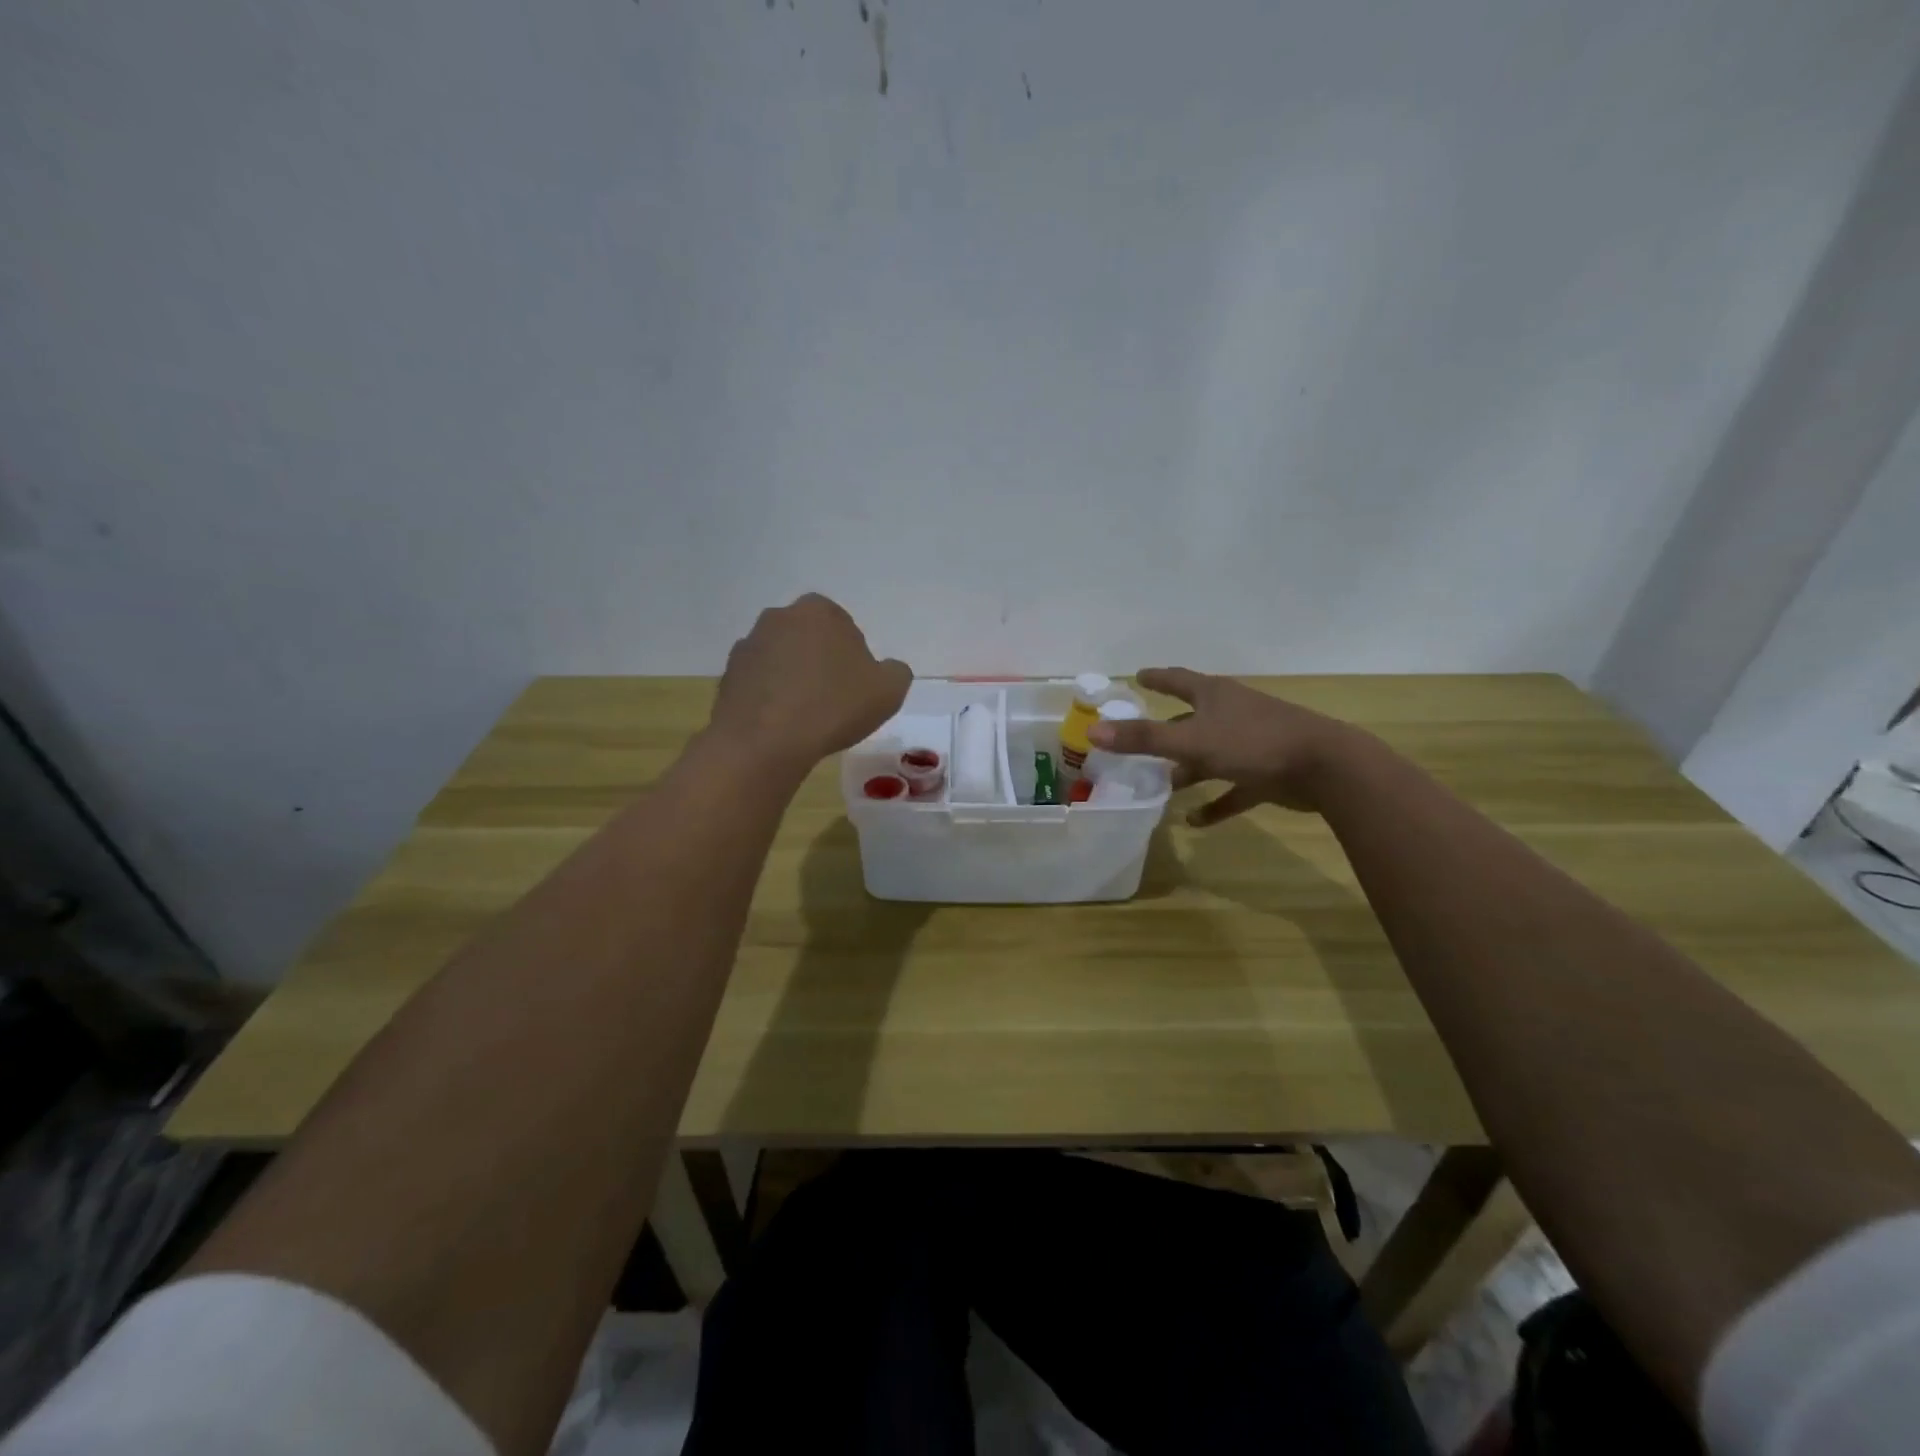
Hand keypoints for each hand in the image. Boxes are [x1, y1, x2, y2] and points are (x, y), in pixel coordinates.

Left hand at [711, 594, 911, 768]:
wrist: (765, 742)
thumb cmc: (833, 707)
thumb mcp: (890, 690)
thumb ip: (895, 671)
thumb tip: (884, 670)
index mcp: (819, 610)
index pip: (846, 628)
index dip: (855, 660)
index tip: (856, 688)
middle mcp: (778, 617)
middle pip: (811, 640)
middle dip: (822, 664)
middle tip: (834, 701)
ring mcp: (748, 645)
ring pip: (783, 660)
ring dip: (794, 680)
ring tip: (806, 717)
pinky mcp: (728, 675)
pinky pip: (760, 683)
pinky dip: (771, 698)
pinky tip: (781, 725)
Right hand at [1087, 668, 1369, 824]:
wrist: (1326, 768)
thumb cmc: (1253, 743)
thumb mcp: (1191, 741)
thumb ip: (1143, 738)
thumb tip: (1093, 731)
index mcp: (1214, 696)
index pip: (1177, 680)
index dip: (1156, 678)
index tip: (1137, 677)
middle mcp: (1231, 714)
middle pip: (1191, 719)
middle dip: (1166, 730)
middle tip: (1139, 742)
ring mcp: (1251, 743)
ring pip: (1210, 755)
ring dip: (1187, 770)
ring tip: (1161, 785)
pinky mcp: (1266, 773)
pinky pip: (1233, 789)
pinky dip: (1215, 803)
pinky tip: (1195, 821)